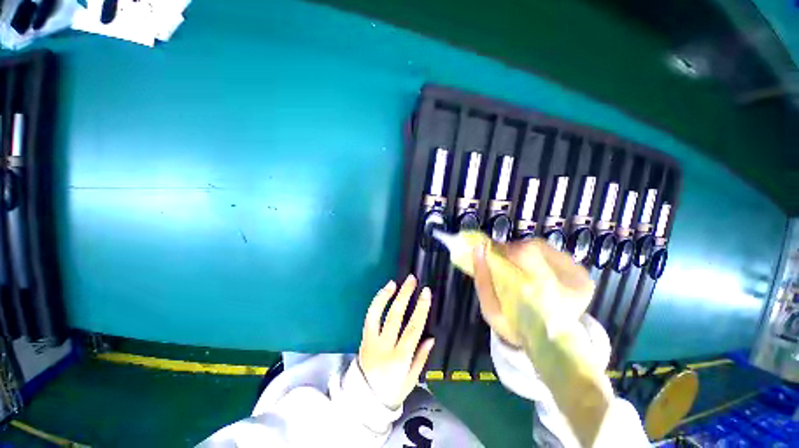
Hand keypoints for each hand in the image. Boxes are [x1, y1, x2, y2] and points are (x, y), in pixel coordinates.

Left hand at [358, 275, 434, 409]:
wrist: (364, 401)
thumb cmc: (393, 391)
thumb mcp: (411, 380)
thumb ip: (421, 358)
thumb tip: (431, 337)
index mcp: (399, 359)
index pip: (412, 328)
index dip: (421, 308)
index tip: (426, 292)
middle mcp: (384, 347)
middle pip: (395, 316)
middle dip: (404, 295)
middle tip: (412, 280)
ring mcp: (371, 341)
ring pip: (377, 314)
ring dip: (386, 296)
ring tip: (394, 282)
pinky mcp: (363, 338)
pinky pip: (369, 317)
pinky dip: (376, 303)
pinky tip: (383, 293)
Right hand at [471, 239, 592, 347]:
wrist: (549, 342)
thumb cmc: (516, 326)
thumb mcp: (490, 309)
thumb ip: (482, 279)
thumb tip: (479, 248)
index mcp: (536, 292)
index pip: (520, 253)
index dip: (502, 250)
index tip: (491, 254)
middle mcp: (562, 281)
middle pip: (532, 247)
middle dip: (512, 250)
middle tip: (503, 260)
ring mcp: (577, 277)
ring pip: (543, 247)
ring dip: (525, 251)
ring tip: (518, 265)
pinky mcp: (583, 276)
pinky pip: (555, 254)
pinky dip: (539, 255)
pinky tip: (534, 268)